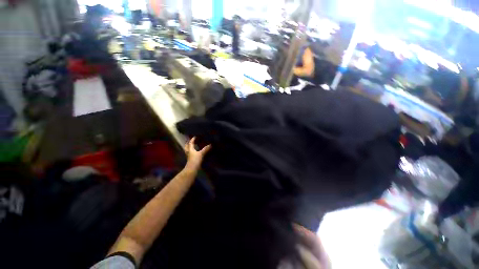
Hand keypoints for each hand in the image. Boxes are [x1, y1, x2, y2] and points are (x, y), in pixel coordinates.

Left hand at [184, 137, 210, 170]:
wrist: (192, 169)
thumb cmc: (195, 160)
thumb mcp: (201, 154)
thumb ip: (206, 149)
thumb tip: (211, 144)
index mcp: (190, 149)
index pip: (190, 143)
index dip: (192, 139)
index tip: (195, 136)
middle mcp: (188, 152)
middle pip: (187, 146)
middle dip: (188, 143)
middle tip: (191, 141)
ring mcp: (189, 156)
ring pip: (188, 150)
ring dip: (190, 148)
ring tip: (193, 146)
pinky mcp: (190, 160)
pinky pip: (191, 154)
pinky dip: (192, 152)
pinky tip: (195, 152)